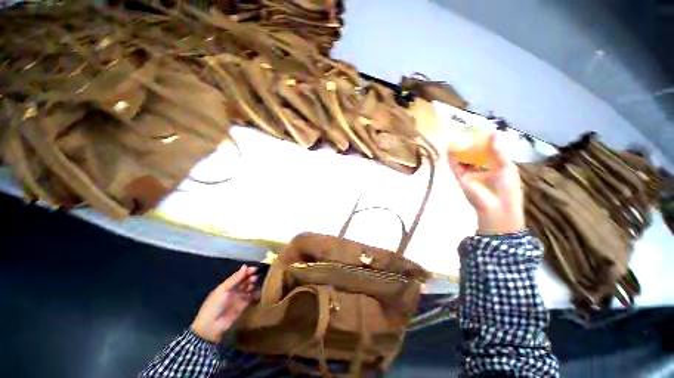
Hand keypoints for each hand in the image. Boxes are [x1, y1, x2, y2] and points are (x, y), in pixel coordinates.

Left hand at [190, 265, 257, 342]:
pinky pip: (251, 297)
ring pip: (248, 288)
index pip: (239, 276)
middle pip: (244, 281)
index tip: (254, 269)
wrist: (211, 326)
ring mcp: (239, 298)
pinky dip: (255, 294)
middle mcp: (234, 290)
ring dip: (253, 284)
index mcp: (227, 285)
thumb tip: (245, 266)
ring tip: (255, 283)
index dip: (246, 272)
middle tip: (255, 277)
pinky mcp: (243, 306)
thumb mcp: (223, 290)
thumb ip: (235, 278)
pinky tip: (258, 291)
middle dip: (250, 277)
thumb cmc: (214, 305)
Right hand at [448, 132, 525, 234]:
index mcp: (495, 165)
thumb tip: (494, 132)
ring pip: (463, 158)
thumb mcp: (506, 167)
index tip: (481, 129)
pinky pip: (455, 165)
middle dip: (470, 143)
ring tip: (456, 135)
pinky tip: (450, 147)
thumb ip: (499, 151)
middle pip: (474, 153)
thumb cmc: (506, 188)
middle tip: (467, 130)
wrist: (496, 207)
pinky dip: (452, 157)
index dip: (485, 140)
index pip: (488, 150)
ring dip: (460, 148)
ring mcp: (470, 172)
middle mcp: (481, 167)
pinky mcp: (460, 177)